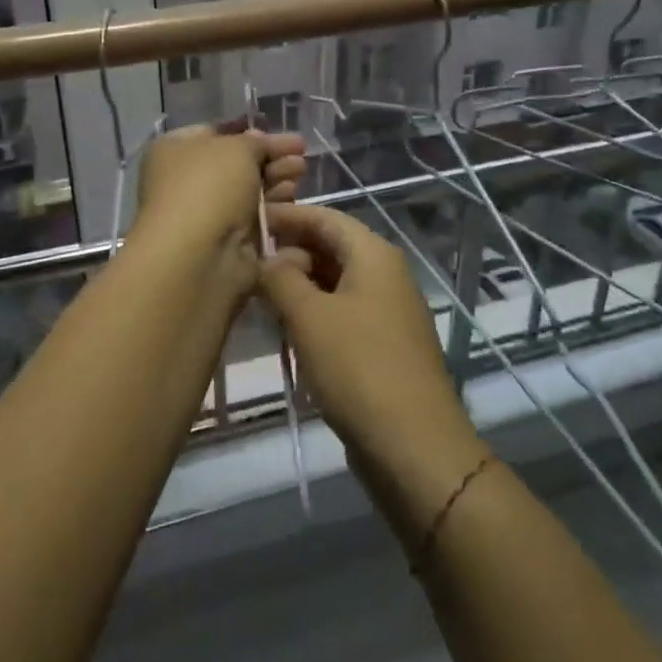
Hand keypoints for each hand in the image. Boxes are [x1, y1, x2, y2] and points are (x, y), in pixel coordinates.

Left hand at [130, 123, 306, 268]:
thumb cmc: (208, 188)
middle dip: (270, 156)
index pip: (215, 133)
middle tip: (301, 153)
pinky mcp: (226, 242)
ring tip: (301, 172)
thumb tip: (259, 142)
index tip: (279, 131)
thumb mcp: (236, 148)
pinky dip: (273, 208)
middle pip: (236, 163)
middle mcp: (185, 180)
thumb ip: (255, 141)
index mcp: (174, 150)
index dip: (248, 131)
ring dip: (276, 179)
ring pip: (248, 191)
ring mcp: (206, 214)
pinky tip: (293, 198)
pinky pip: (254, 218)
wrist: (198, 257)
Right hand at [258, 205, 478, 463]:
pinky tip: (289, 329)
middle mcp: (386, 274)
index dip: (286, 216)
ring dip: (299, 284)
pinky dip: (315, 311)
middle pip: (331, 246)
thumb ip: (280, 277)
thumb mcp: (308, 317)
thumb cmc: (358, 367)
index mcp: (373, 255)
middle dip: (289, 252)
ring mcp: (388, 310)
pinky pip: (344, 311)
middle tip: (248, 267)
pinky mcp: (385, 343)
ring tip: (260, 297)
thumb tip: (267, 258)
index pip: (324, 217)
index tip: (248, 220)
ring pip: (336, 281)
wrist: (413, 445)